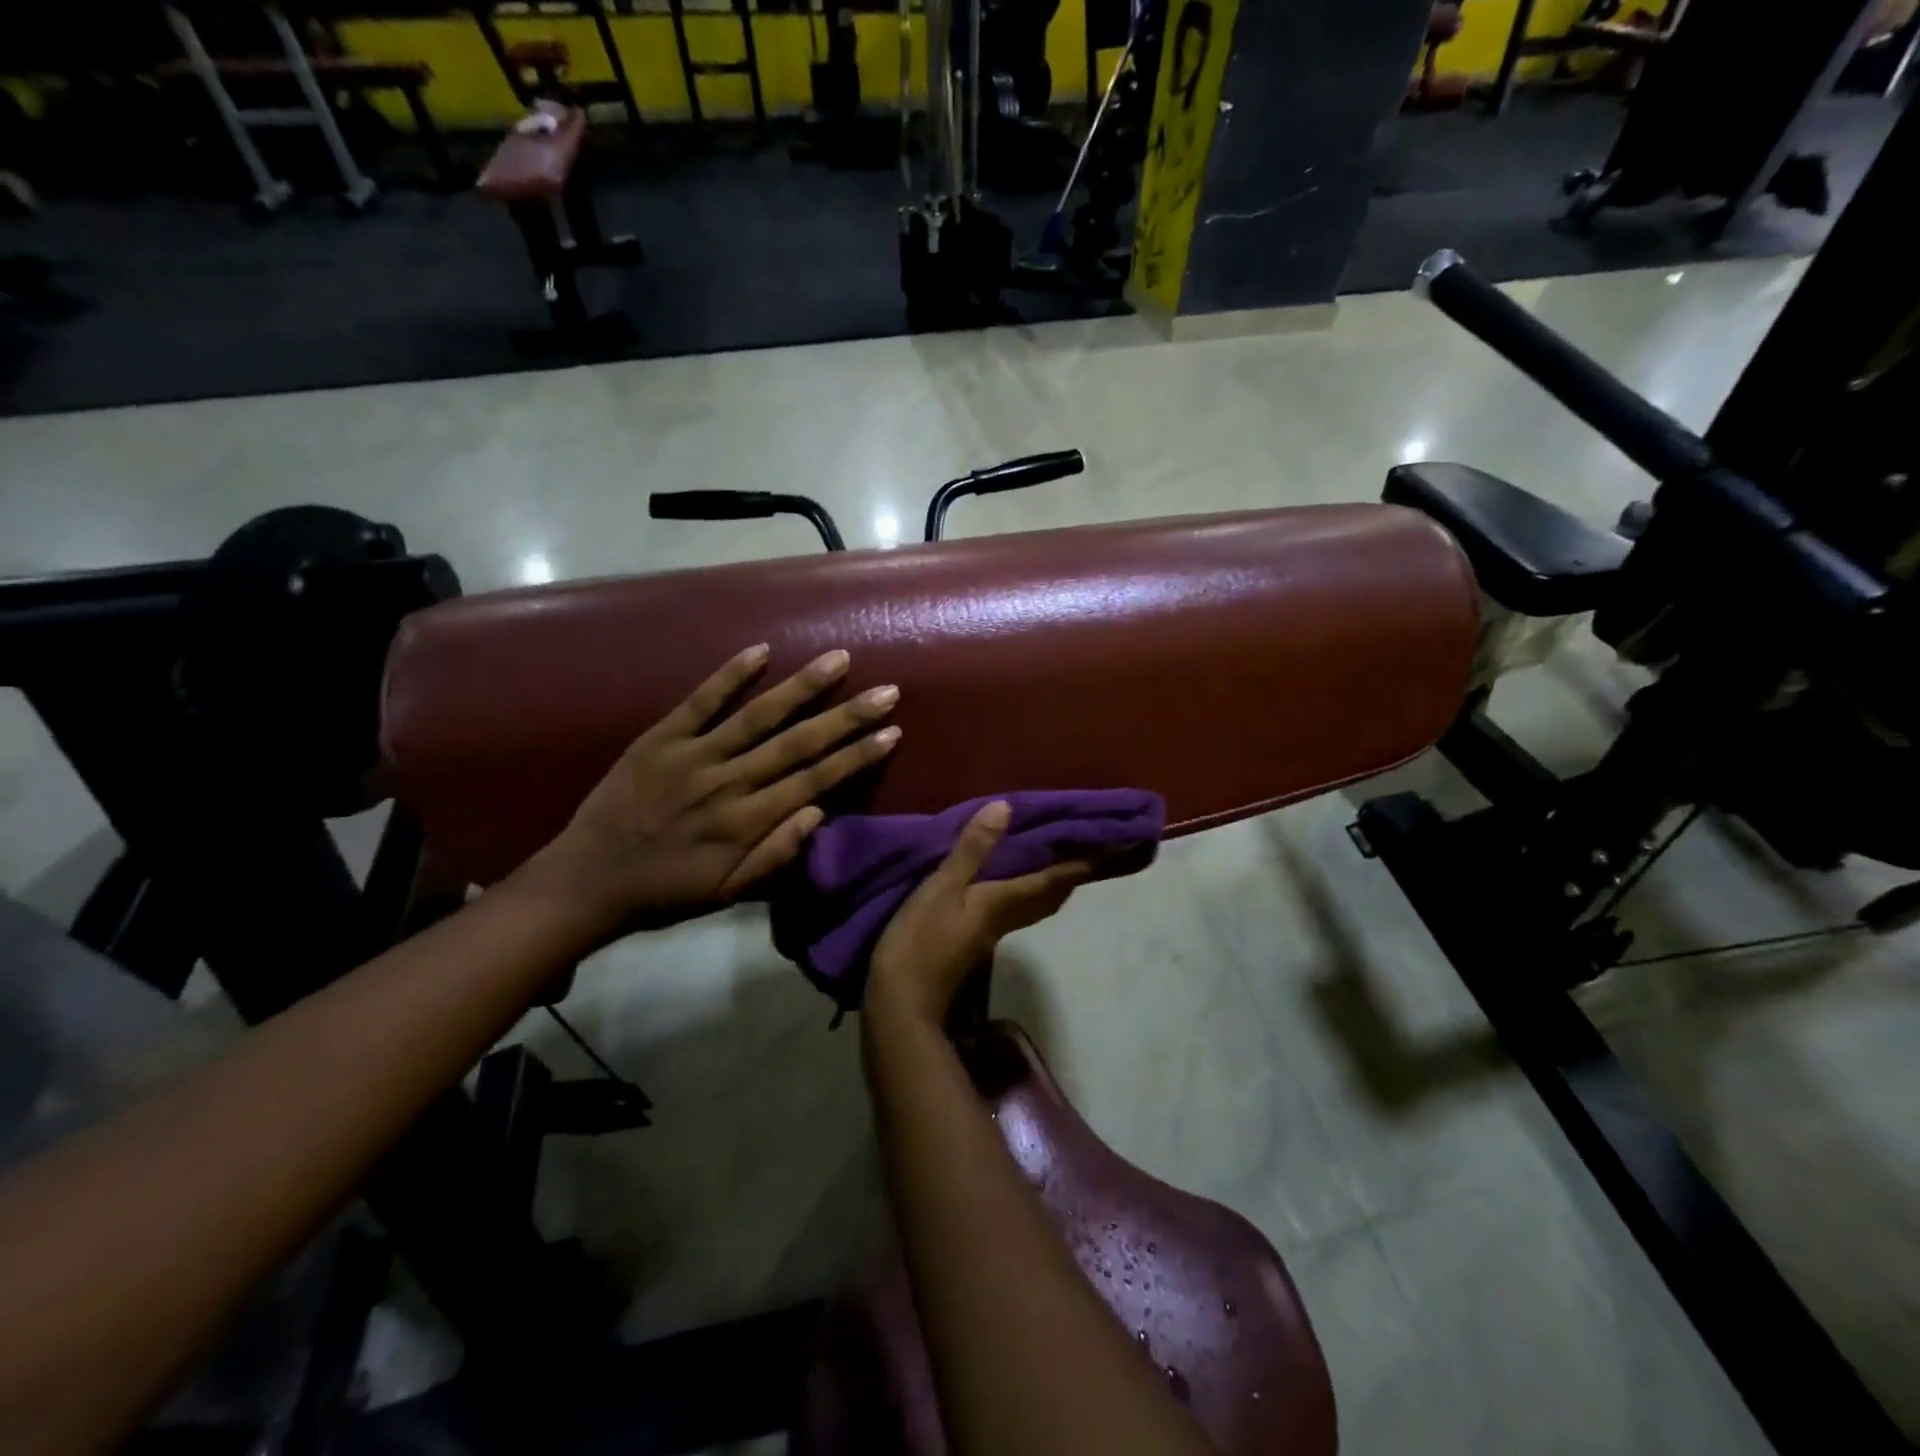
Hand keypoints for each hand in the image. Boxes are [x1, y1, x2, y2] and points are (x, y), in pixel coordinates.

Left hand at [519, 644, 900, 935]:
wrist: (586, 880)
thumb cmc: (665, 891)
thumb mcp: (726, 894)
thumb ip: (774, 856)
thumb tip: (819, 812)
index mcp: (747, 822)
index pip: (815, 780)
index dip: (857, 755)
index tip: (892, 732)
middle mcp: (729, 783)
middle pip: (798, 743)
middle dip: (847, 716)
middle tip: (887, 691)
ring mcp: (693, 756)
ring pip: (758, 715)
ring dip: (802, 687)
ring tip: (838, 660)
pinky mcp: (660, 738)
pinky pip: (700, 701)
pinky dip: (729, 675)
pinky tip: (761, 651)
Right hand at [864, 801, 1091, 1027]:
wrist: (901, 1002)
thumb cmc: (921, 941)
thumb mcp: (942, 888)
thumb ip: (972, 850)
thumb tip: (1006, 809)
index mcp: (1005, 902)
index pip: (1056, 878)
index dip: (1086, 861)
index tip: (1116, 843)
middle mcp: (1007, 916)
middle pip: (1053, 894)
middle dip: (1075, 871)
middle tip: (1091, 848)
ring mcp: (991, 931)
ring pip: (1035, 902)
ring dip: (1053, 881)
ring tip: (1057, 857)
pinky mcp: (974, 939)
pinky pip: (1014, 906)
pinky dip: (1025, 888)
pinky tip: (1008, 880)